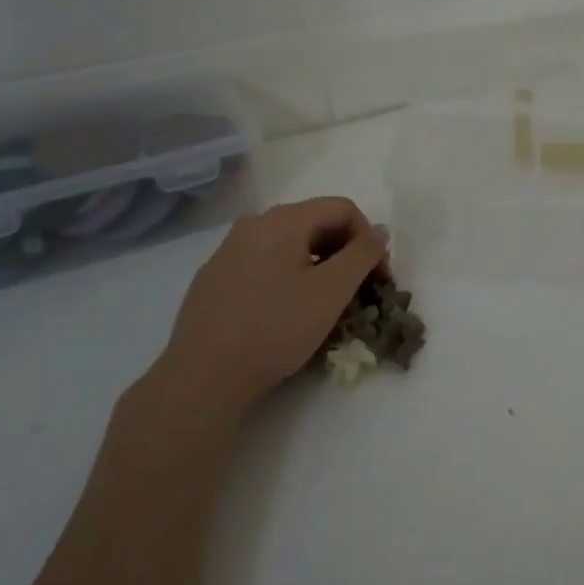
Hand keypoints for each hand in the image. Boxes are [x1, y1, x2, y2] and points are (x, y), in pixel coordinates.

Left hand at [147, 197, 388, 416]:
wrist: (203, 376)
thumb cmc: (275, 329)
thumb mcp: (331, 292)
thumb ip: (362, 255)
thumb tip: (380, 231)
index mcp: (283, 220)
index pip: (343, 208)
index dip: (369, 239)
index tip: (378, 278)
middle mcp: (253, 224)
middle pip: (315, 223)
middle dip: (345, 252)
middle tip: (358, 292)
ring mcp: (228, 250)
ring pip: (289, 245)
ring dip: (318, 266)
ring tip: (325, 304)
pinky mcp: (214, 277)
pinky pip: (264, 263)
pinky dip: (288, 277)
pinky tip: (286, 313)